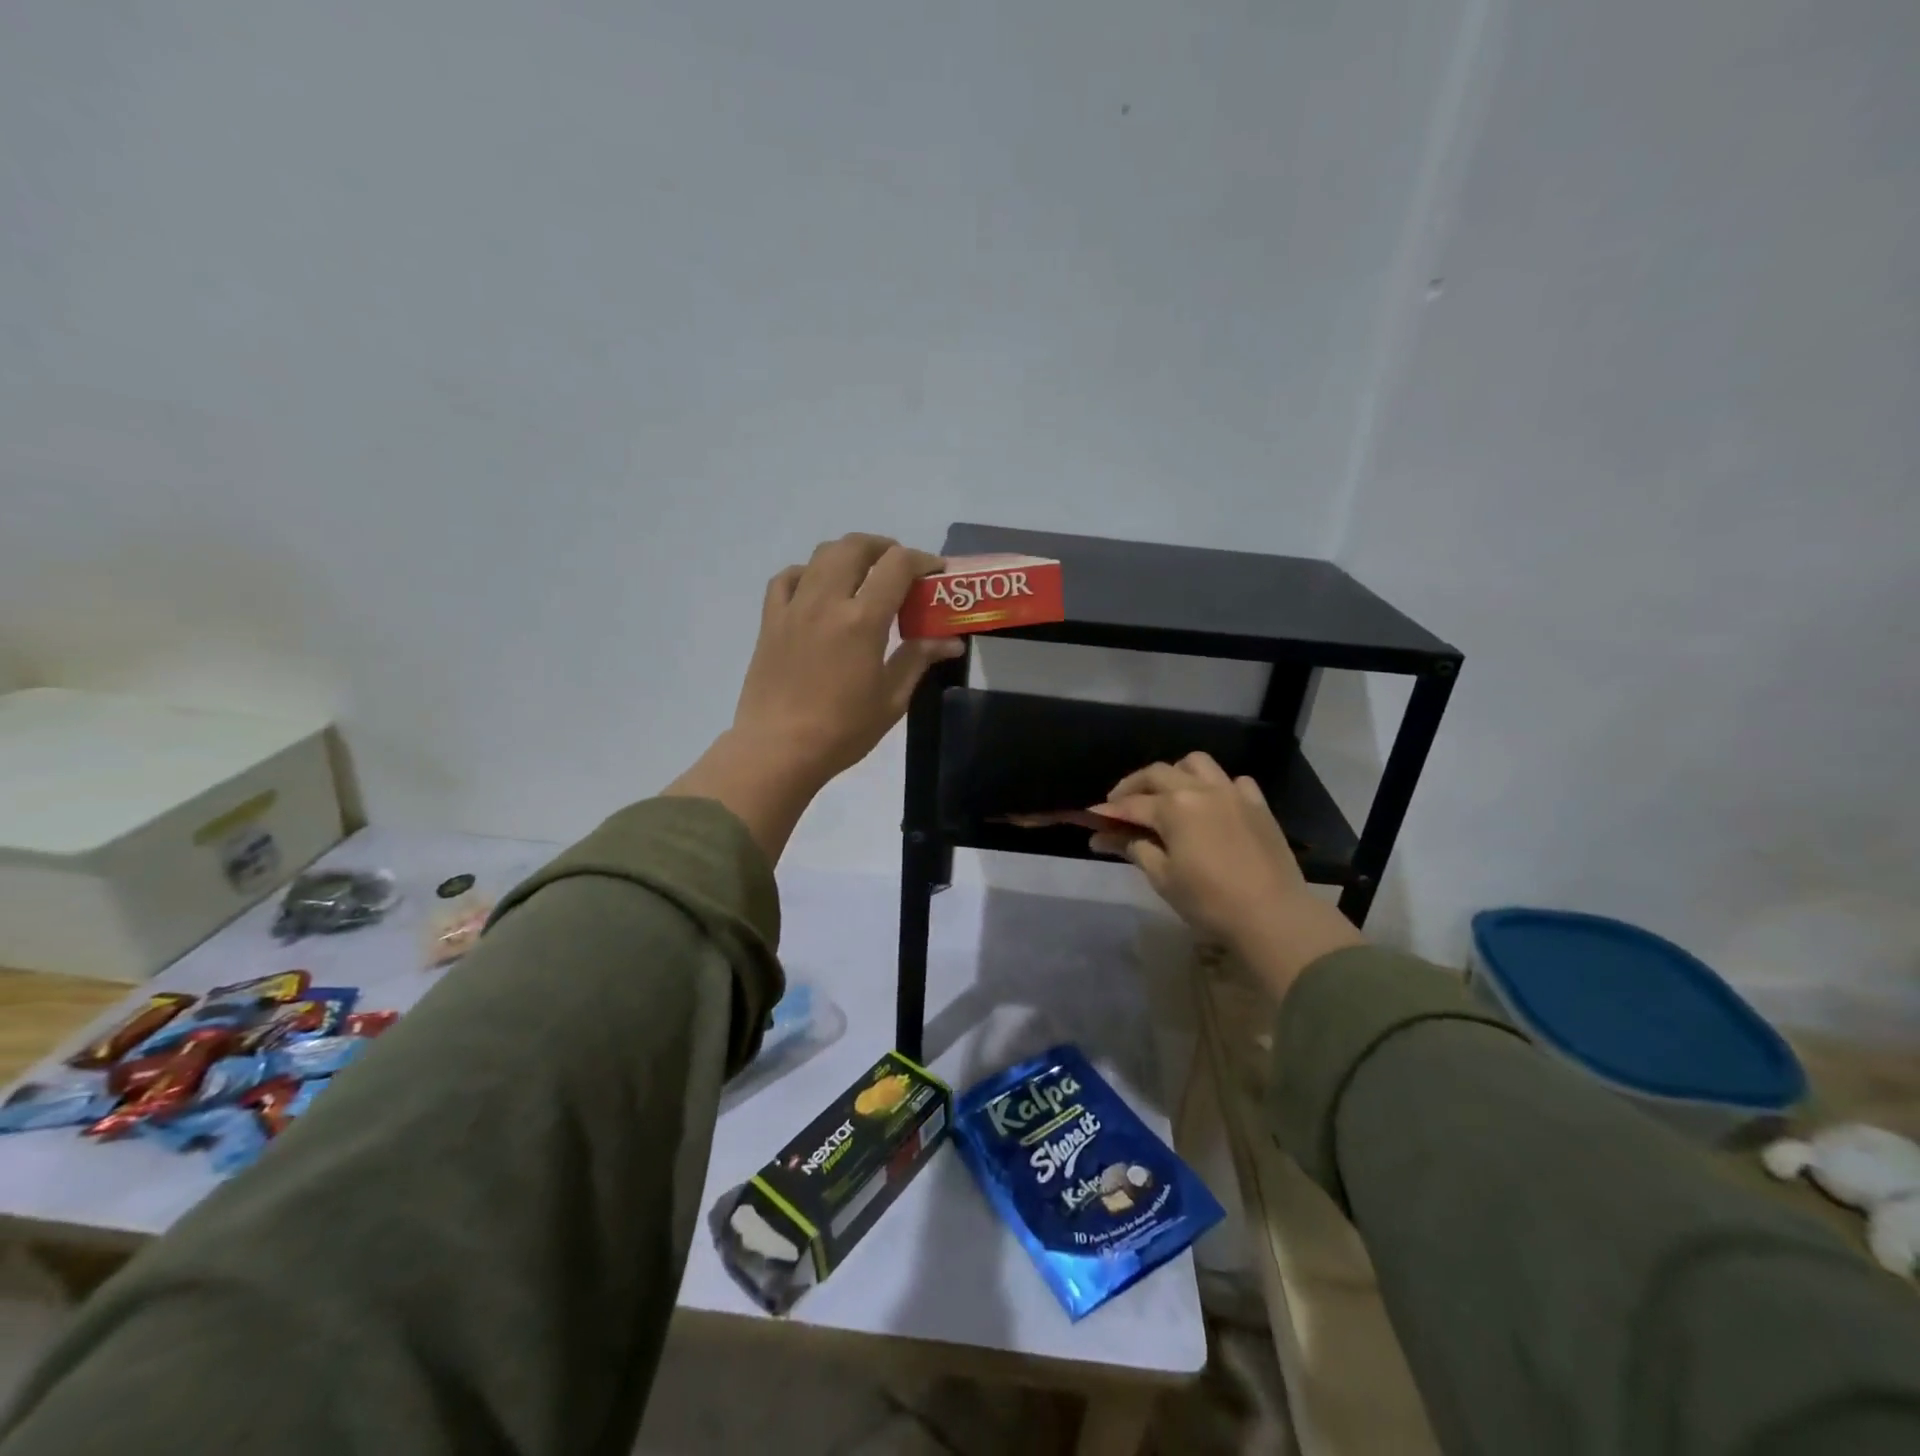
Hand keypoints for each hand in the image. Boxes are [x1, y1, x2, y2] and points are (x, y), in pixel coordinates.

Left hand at [733, 534, 961, 782]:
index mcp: (862, 620)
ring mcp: (794, 607)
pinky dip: (807, 572)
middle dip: (884, 547)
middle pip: (855, 547)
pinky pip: (787, 578)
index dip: (922, 560)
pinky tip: (817, 589)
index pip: (897, 565)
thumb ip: (918, 659)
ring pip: (821, 555)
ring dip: (848, 554)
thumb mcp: (891, 699)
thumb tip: (951, 641)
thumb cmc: (842, 730)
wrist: (777, 749)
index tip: (935, 572)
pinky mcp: (770, 620)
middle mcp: (827, 601)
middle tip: (900, 566)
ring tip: (863, 573)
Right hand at [1091, 752, 1363, 1000]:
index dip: (1108, 812)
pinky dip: (1216, 786)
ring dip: (1175, 773)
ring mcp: (1232, 793)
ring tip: (1167, 795)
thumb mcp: (1163, 877)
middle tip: (1121, 805)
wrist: (1273, 915)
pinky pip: (1233, 781)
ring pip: (1196, 764)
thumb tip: (1104, 836)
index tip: (1091, 819)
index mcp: (1174, 807)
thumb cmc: (1209, 901)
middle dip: (1133, 786)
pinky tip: (1212, 805)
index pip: (1131, 804)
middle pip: (1158, 773)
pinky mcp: (1257, 804)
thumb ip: (1133, 848)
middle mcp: (1200, 789)